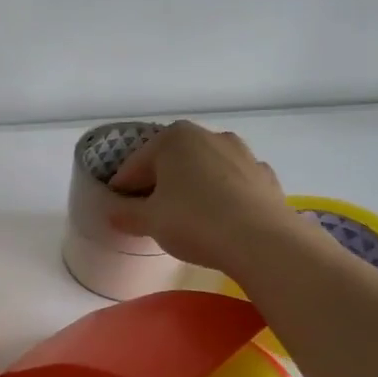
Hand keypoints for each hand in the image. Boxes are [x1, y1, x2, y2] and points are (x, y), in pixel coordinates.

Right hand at [107, 121, 303, 273]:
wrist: (263, 241)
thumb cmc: (195, 222)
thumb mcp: (150, 221)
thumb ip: (126, 214)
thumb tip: (113, 213)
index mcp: (173, 138)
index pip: (135, 165)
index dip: (122, 189)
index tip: (118, 210)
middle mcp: (208, 135)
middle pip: (171, 162)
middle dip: (158, 184)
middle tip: (150, 214)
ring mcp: (242, 153)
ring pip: (204, 169)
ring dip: (191, 187)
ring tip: (186, 218)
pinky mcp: (264, 175)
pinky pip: (232, 183)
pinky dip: (221, 195)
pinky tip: (219, 219)